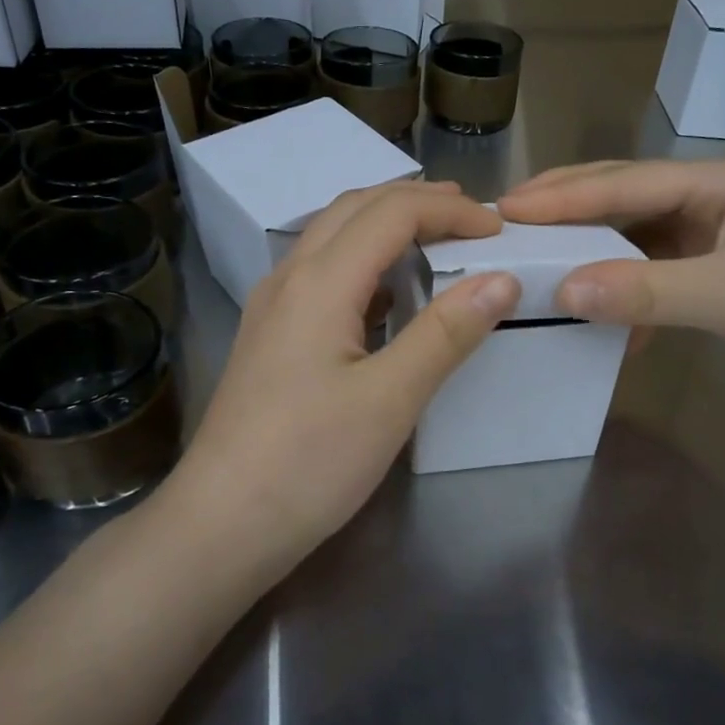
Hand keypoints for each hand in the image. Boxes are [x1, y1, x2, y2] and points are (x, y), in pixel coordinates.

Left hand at [168, 181, 518, 555]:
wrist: (222, 523)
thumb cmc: (309, 462)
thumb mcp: (390, 399)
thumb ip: (446, 332)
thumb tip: (502, 279)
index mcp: (320, 281)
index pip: (392, 212)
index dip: (450, 210)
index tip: (499, 230)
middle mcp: (290, 277)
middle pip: (356, 208)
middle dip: (418, 201)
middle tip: (471, 217)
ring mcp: (273, 305)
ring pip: (333, 235)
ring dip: (387, 224)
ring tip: (437, 239)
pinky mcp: (270, 334)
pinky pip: (323, 271)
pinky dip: (365, 260)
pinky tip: (388, 293)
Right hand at [497, 158, 724, 399]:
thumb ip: (647, 291)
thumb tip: (563, 290)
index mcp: (719, 182)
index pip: (626, 182)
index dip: (564, 196)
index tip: (508, 209)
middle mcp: (712, 200)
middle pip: (625, 197)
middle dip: (569, 209)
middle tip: (508, 220)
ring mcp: (715, 238)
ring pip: (636, 236)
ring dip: (593, 252)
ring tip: (541, 261)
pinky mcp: (717, 275)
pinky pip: (654, 274)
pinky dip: (627, 292)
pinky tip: (606, 318)